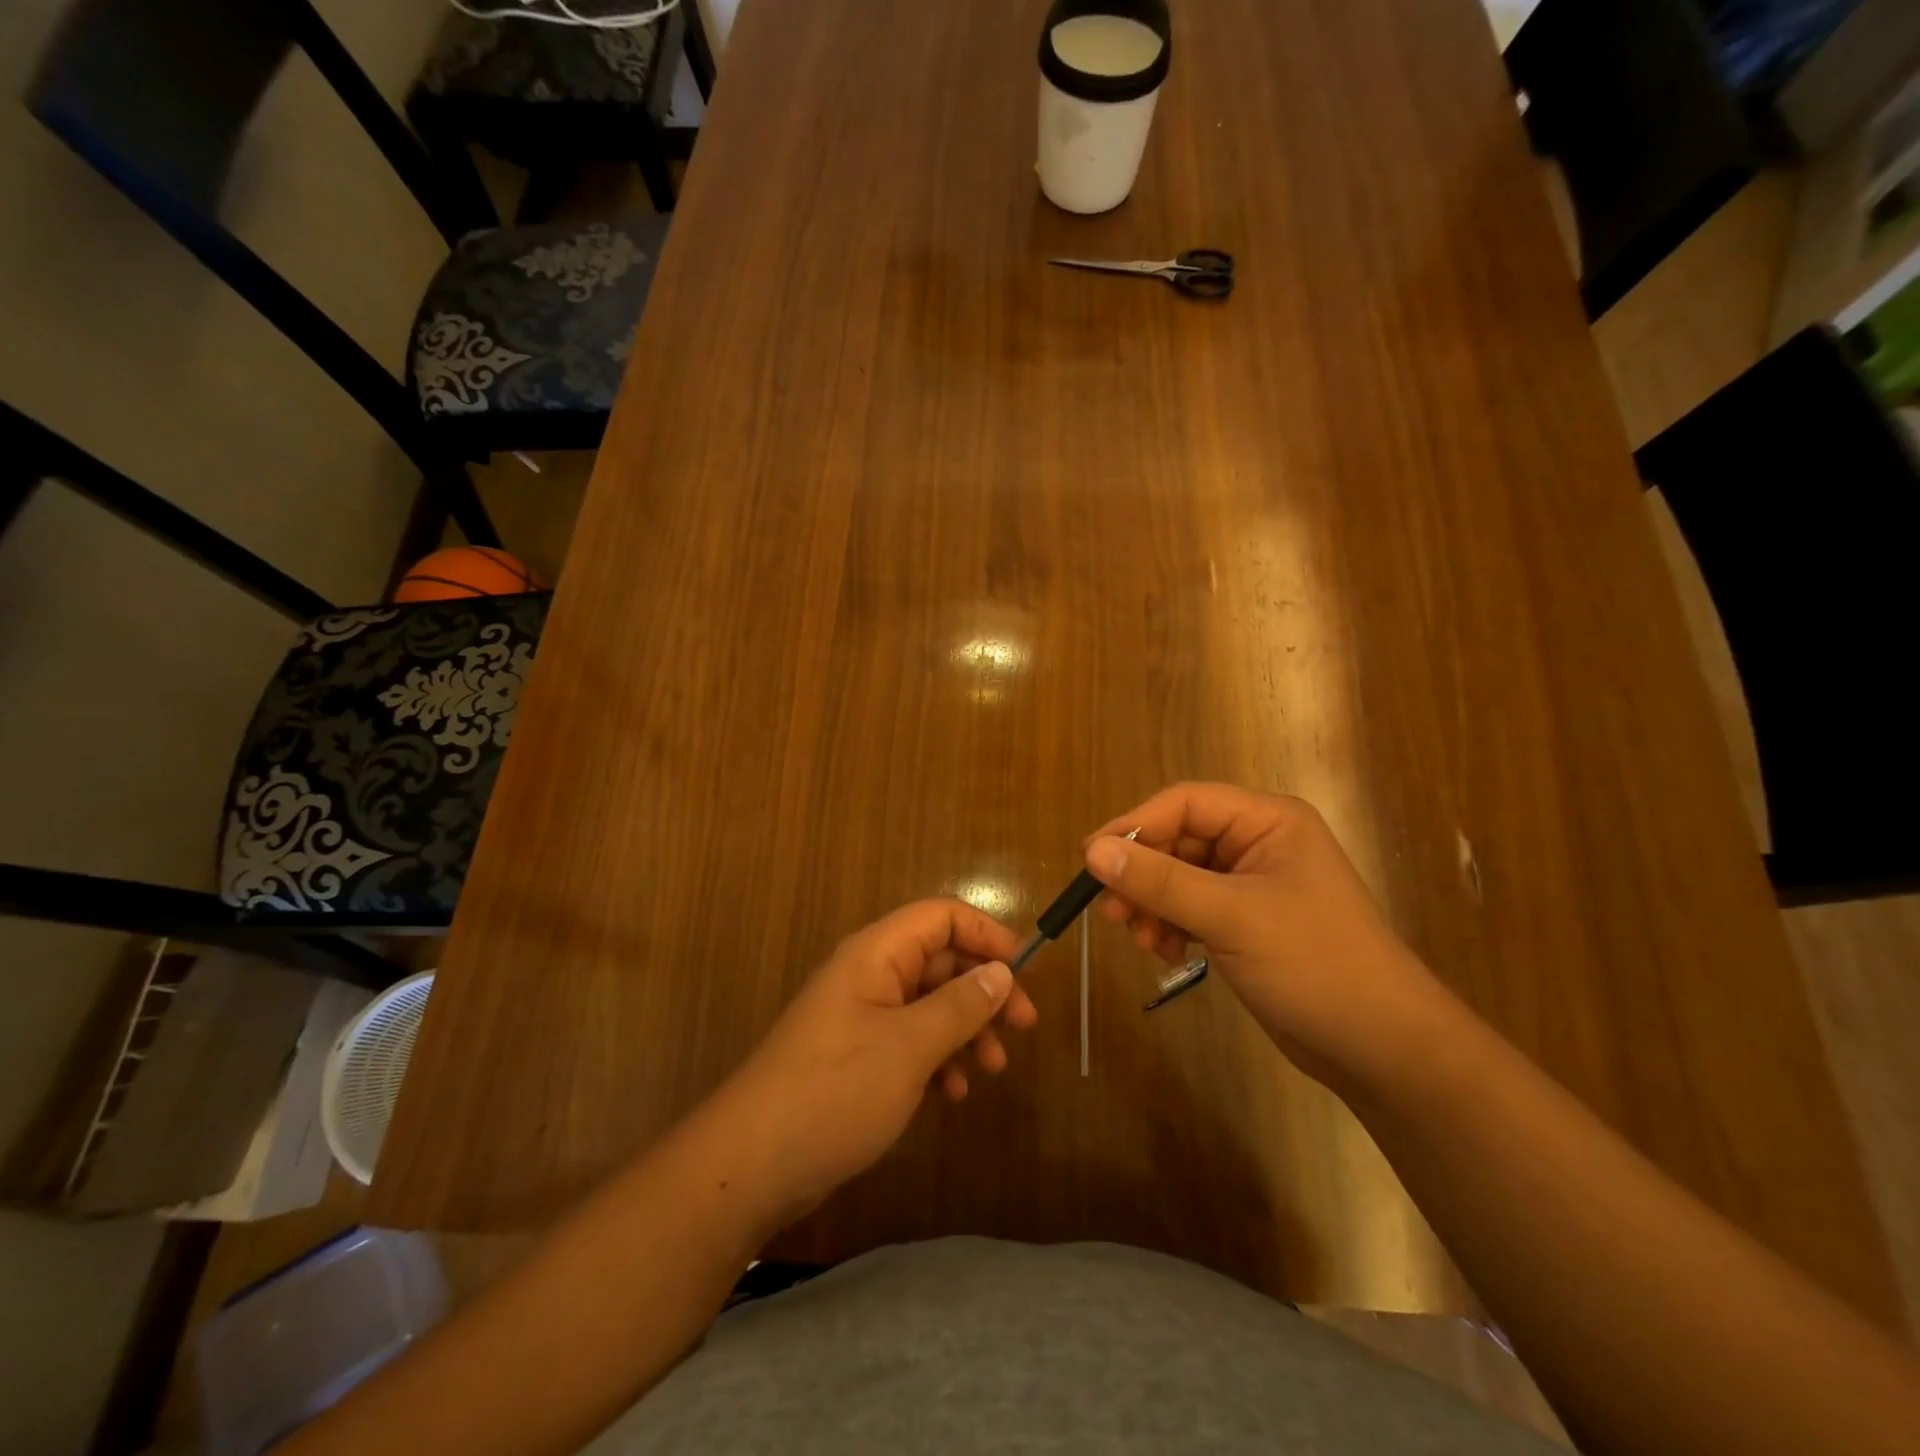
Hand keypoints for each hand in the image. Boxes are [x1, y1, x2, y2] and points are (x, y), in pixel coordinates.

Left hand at [712, 899, 1037, 1227]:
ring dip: (966, 1029)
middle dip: (983, 989)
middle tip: (1024, 1027)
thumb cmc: (836, 1090)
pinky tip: (953, 1094)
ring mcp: (861, 1015)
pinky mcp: (857, 1054)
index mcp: (877, 954)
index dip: (986, 933)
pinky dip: (938, 1058)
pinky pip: (910, 1039)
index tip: (1025, 970)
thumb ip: (960, 1005)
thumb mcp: (910, 1047)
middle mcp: (869, 974)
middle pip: (940, 960)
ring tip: (993, 1069)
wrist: (753, 1163)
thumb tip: (1000, 971)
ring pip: (929, 1003)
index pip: (941, 917)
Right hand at [1083, 783, 1449, 1085]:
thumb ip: (1158, 881)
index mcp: (1268, 821)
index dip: (1135, 825)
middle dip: (1142, 874)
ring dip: (1153, 903)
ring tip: (1139, 938)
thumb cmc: (1313, 963)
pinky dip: (1170, 924)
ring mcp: (1252, 883)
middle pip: (1179, 840)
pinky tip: (1164, 952)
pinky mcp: (1246, 920)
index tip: (1091, 858)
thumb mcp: (1230, 916)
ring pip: (1179, 876)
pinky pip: (1192, 906)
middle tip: (1109, 910)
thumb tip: (1092, 852)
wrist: (1379, 1046)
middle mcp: (1259, 842)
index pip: (1185, 803)